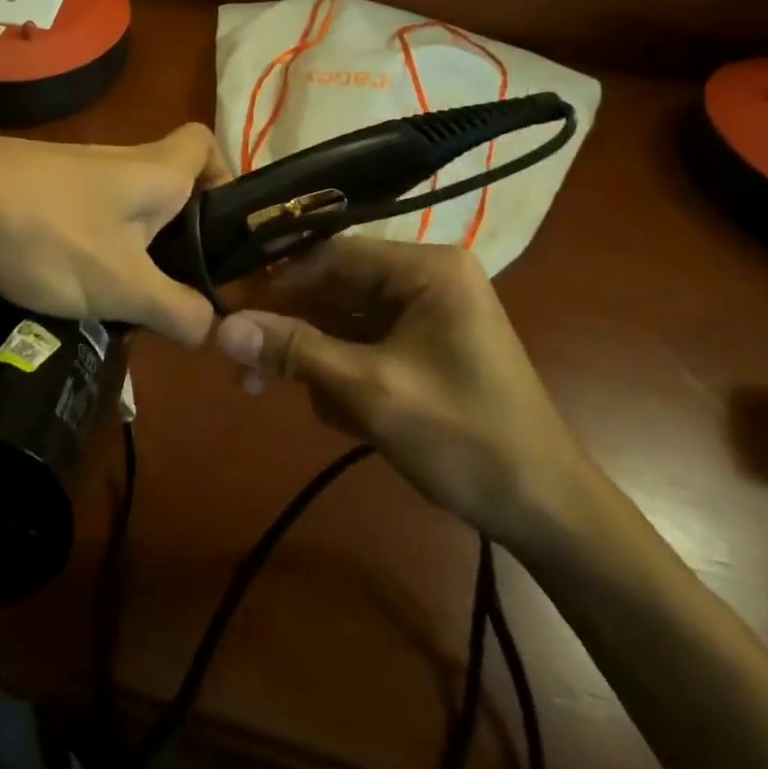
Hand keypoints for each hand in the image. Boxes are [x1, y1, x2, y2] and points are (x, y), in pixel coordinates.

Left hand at [0, 124, 228, 346]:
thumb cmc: (52, 235)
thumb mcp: (124, 287)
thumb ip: (177, 309)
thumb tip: (210, 326)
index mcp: (154, 170)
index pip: (204, 143)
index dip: (223, 176)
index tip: (220, 227)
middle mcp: (118, 159)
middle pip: (165, 183)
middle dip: (175, 233)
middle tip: (170, 286)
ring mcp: (71, 170)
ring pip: (120, 204)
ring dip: (127, 246)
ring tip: (116, 298)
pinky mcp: (33, 186)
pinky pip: (79, 214)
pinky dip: (84, 245)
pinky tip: (63, 284)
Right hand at [214, 237, 597, 547]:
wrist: (546, 513)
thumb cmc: (463, 439)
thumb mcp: (369, 391)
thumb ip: (294, 351)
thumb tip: (220, 328)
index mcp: (425, 269)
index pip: (330, 255)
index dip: (275, 282)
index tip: (227, 310)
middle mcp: (426, 279)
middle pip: (334, 289)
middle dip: (291, 331)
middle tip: (243, 369)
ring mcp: (427, 315)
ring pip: (343, 322)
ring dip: (313, 359)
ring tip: (282, 396)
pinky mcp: (425, 348)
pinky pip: (364, 346)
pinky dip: (342, 375)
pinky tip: (342, 415)